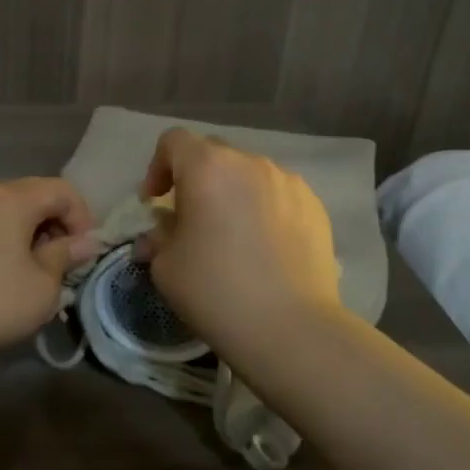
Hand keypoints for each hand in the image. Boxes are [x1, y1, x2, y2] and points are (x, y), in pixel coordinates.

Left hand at [0, 177, 102, 374]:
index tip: (85, 254)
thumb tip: (86, 242)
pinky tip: (13, 275)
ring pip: (17, 212)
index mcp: (15, 198)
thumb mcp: (43, 285)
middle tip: (67, 263)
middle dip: (61, 225)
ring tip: (42, 272)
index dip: (84, 219)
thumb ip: (67, 256)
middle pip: (39, 195)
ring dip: (37, 235)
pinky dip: (14, 241)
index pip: (64, 191)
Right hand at [135, 129, 341, 359]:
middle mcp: (250, 163)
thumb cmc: (216, 291)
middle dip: (195, 178)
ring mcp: (288, 182)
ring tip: (231, 234)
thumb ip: (158, 238)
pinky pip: (277, 194)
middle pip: (213, 153)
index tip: (155, 203)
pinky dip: (263, 208)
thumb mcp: (166, 267)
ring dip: (231, 193)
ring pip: (248, 174)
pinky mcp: (315, 206)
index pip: (173, 141)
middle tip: (190, 218)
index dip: (157, 167)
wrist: (292, 329)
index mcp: (207, 167)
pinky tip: (264, 246)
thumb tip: (160, 235)